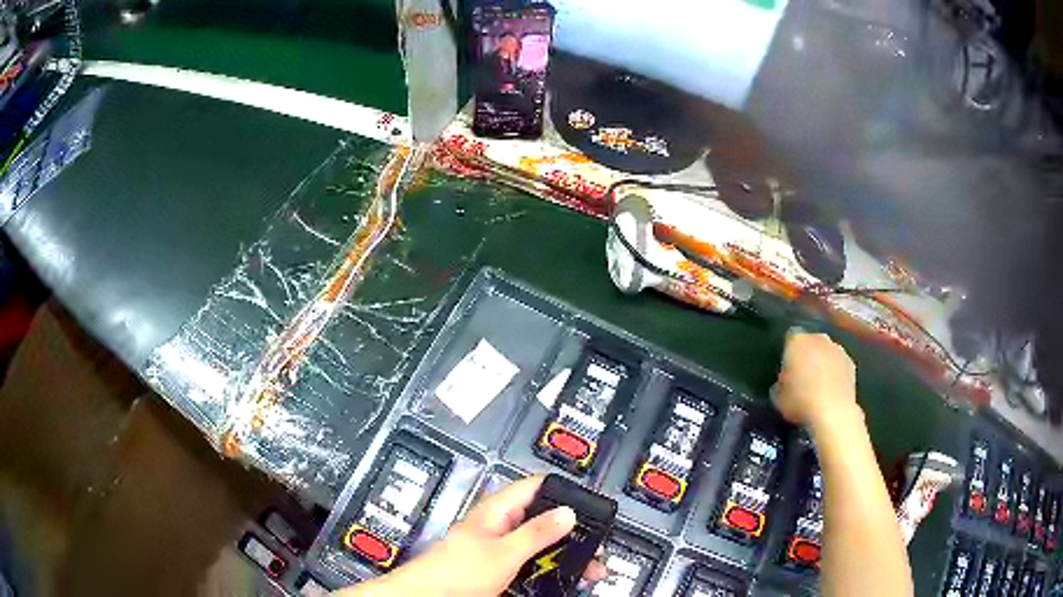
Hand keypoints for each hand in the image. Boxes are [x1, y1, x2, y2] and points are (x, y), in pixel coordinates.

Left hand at [336, 476, 607, 596]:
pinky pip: (530, 562)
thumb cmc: (458, 571)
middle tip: (596, 546)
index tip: (592, 507)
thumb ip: (537, 532)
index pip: (537, 485)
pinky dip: (548, 567)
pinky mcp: (498, 567)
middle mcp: (500, 523)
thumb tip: (568, 511)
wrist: (429, 596)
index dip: (565, 492)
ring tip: (588, 568)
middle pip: (543, 518)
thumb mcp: (504, 552)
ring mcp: (499, 547)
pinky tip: (563, 577)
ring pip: (540, 543)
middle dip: (571, 531)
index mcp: (498, 509)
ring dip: (564, 553)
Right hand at [773, 330, 858, 429]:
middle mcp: (819, 338)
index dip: (787, 353)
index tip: (785, 369)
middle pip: (810, 342)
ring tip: (818, 385)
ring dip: (823, 362)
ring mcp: (838, 349)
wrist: (833, 412)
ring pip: (826, 352)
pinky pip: (839, 364)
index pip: (789, 339)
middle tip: (801, 376)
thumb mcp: (778, 396)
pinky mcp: (852, 364)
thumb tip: (783, 382)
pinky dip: (836, 373)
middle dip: (807, 354)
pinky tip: (831, 390)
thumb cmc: (800, 401)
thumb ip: (780, 383)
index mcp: (797, 341)